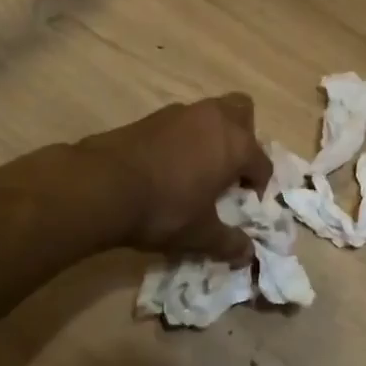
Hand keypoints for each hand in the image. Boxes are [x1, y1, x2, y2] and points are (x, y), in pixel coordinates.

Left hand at [74, 94, 272, 263]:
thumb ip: (227, 242)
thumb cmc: (164, 208)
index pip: (262, 162)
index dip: (259, 184)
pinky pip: (181, 121)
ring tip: (198, 166)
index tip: (247, 202)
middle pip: (243, 112)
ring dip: (212, 134)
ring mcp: (182, 113)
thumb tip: (248, 254)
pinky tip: (169, 164)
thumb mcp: (199, 234)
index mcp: (237, 146)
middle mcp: (215, 120)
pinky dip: (184, 137)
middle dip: (244, 136)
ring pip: (210, 112)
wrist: (103, 185)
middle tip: (230, 167)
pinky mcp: (153, 116)